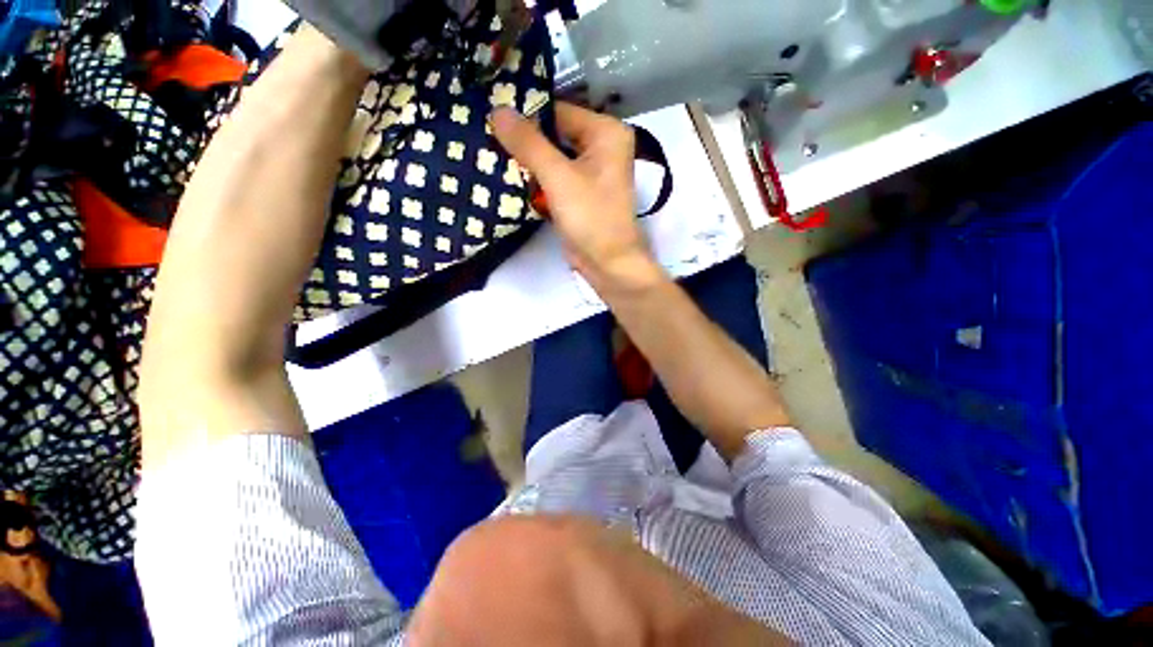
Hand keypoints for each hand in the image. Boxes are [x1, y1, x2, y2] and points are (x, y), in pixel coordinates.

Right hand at [491, 103, 666, 292]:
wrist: (607, 264)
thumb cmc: (591, 218)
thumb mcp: (559, 177)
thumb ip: (529, 144)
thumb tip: (497, 110)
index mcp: (606, 132)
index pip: (558, 111)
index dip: (525, 113)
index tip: (489, 115)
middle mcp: (601, 147)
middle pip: (555, 134)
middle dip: (524, 140)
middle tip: (485, 135)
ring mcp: (591, 172)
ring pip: (552, 157)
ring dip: (527, 161)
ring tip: (489, 153)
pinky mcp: (580, 194)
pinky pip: (554, 177)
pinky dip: (536, 179)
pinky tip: (509, 177)